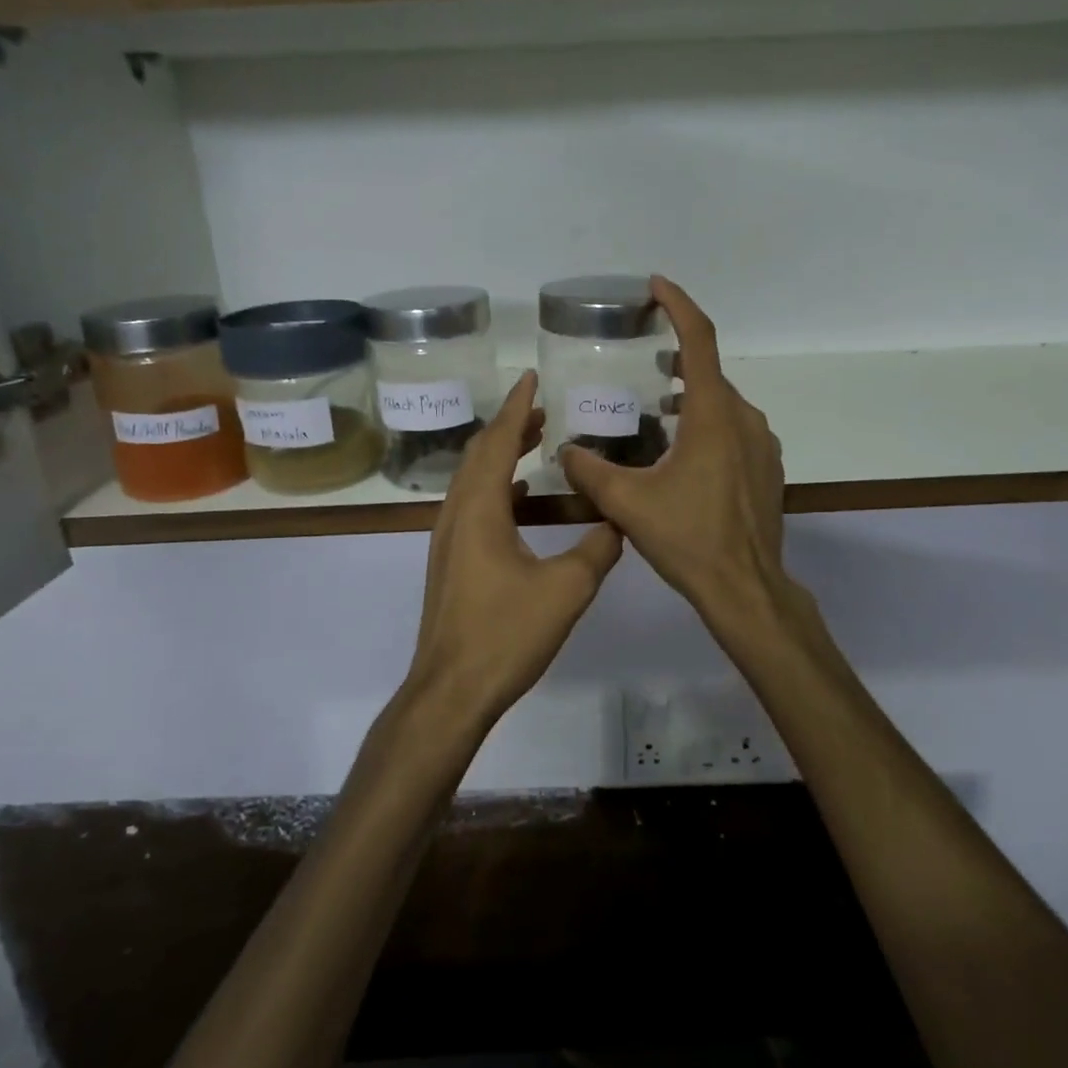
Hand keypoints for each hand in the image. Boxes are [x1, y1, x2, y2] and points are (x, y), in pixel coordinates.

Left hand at [402, 371, 623, 727]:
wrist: (451, 690)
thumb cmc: (505, 634)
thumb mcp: (567, 589)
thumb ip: (598, 548)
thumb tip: (619, 520)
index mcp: (479, 510)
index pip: (497, 442)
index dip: (517, 407)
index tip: (532, 377)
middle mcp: (456, 515)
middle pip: (479, 454)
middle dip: (509, 425)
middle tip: (541, 408)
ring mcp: (448, 539)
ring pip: (472, 479)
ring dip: (500, 454)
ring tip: (533, 441)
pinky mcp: (451, 561)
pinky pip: (472, 504)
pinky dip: (495, 485)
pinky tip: (519, 496)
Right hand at [557, 277, 791, 635]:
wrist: (745, 587)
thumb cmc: (688, 538)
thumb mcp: (628, 504)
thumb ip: (590, 472)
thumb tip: (564, 452)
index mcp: (712, 415)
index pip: (699, 340)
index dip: (678, 305)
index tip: (656, 285)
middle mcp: (744, 419)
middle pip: (709, 373)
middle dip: (678, 358)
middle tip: (644, 361)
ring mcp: (762, 444)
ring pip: (723, 403)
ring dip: (692, 395)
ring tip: (659, 407)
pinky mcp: (767, 468)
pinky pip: (735, 429)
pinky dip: (709, 423)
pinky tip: (684, 452)